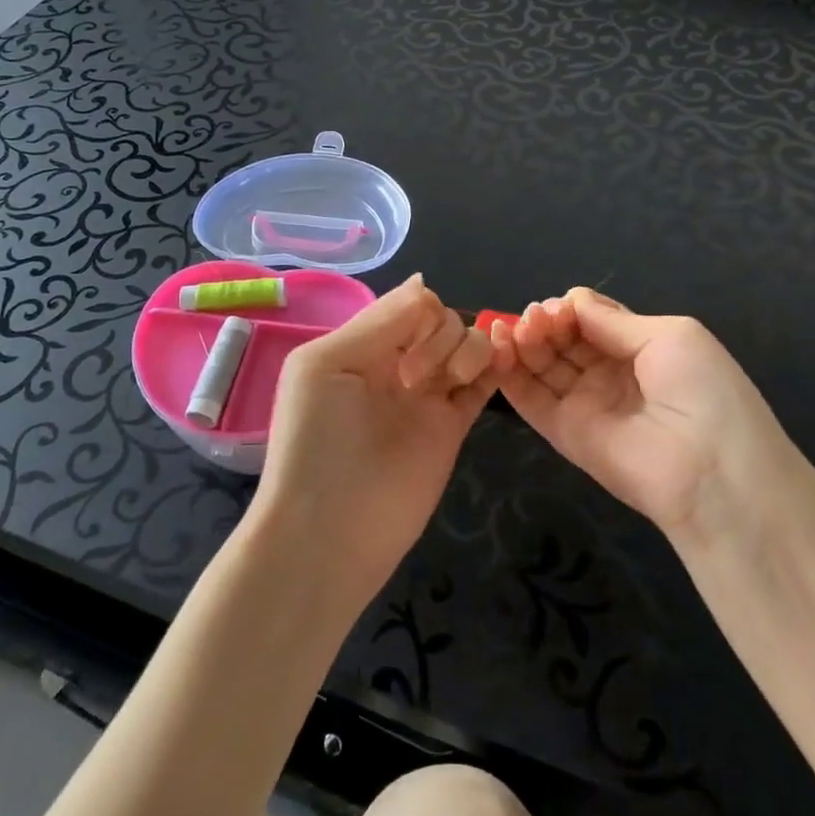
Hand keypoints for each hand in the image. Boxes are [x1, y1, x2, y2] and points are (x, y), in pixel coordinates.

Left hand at [251, 275, 496, 605]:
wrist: (330, 532)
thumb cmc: (317, 441)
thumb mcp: (328, 364)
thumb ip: (379, 321)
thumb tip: (421, 282)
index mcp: (361, 345)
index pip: (409, 304)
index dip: (420, 315)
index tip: (407, 347)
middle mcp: (396, 364)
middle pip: (442, 320)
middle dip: (439, 336)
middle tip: (413, 379)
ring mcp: (426, 396)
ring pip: (467, 344)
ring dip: (468, 350)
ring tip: (449, 385)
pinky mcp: (451, 426)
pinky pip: (484, 383)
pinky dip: (496, 366)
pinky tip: (497, 366)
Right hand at [493, 288, 796, 543]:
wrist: (713, 474)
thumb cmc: (703, 392)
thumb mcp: (669, 337)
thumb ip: (613, 320)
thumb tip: (572, 300)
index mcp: (642, 349)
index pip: (592, 320)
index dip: (571, 309)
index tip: (558, 306)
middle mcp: (610, 375)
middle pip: (564, 339)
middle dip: (545, 321)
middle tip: (534, 317)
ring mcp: (586, 405)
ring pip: (543, 364)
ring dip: (525, 340)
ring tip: (516, 327)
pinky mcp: (564, 434)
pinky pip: (531, 399)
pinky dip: (510, 372)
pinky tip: (498, 345)